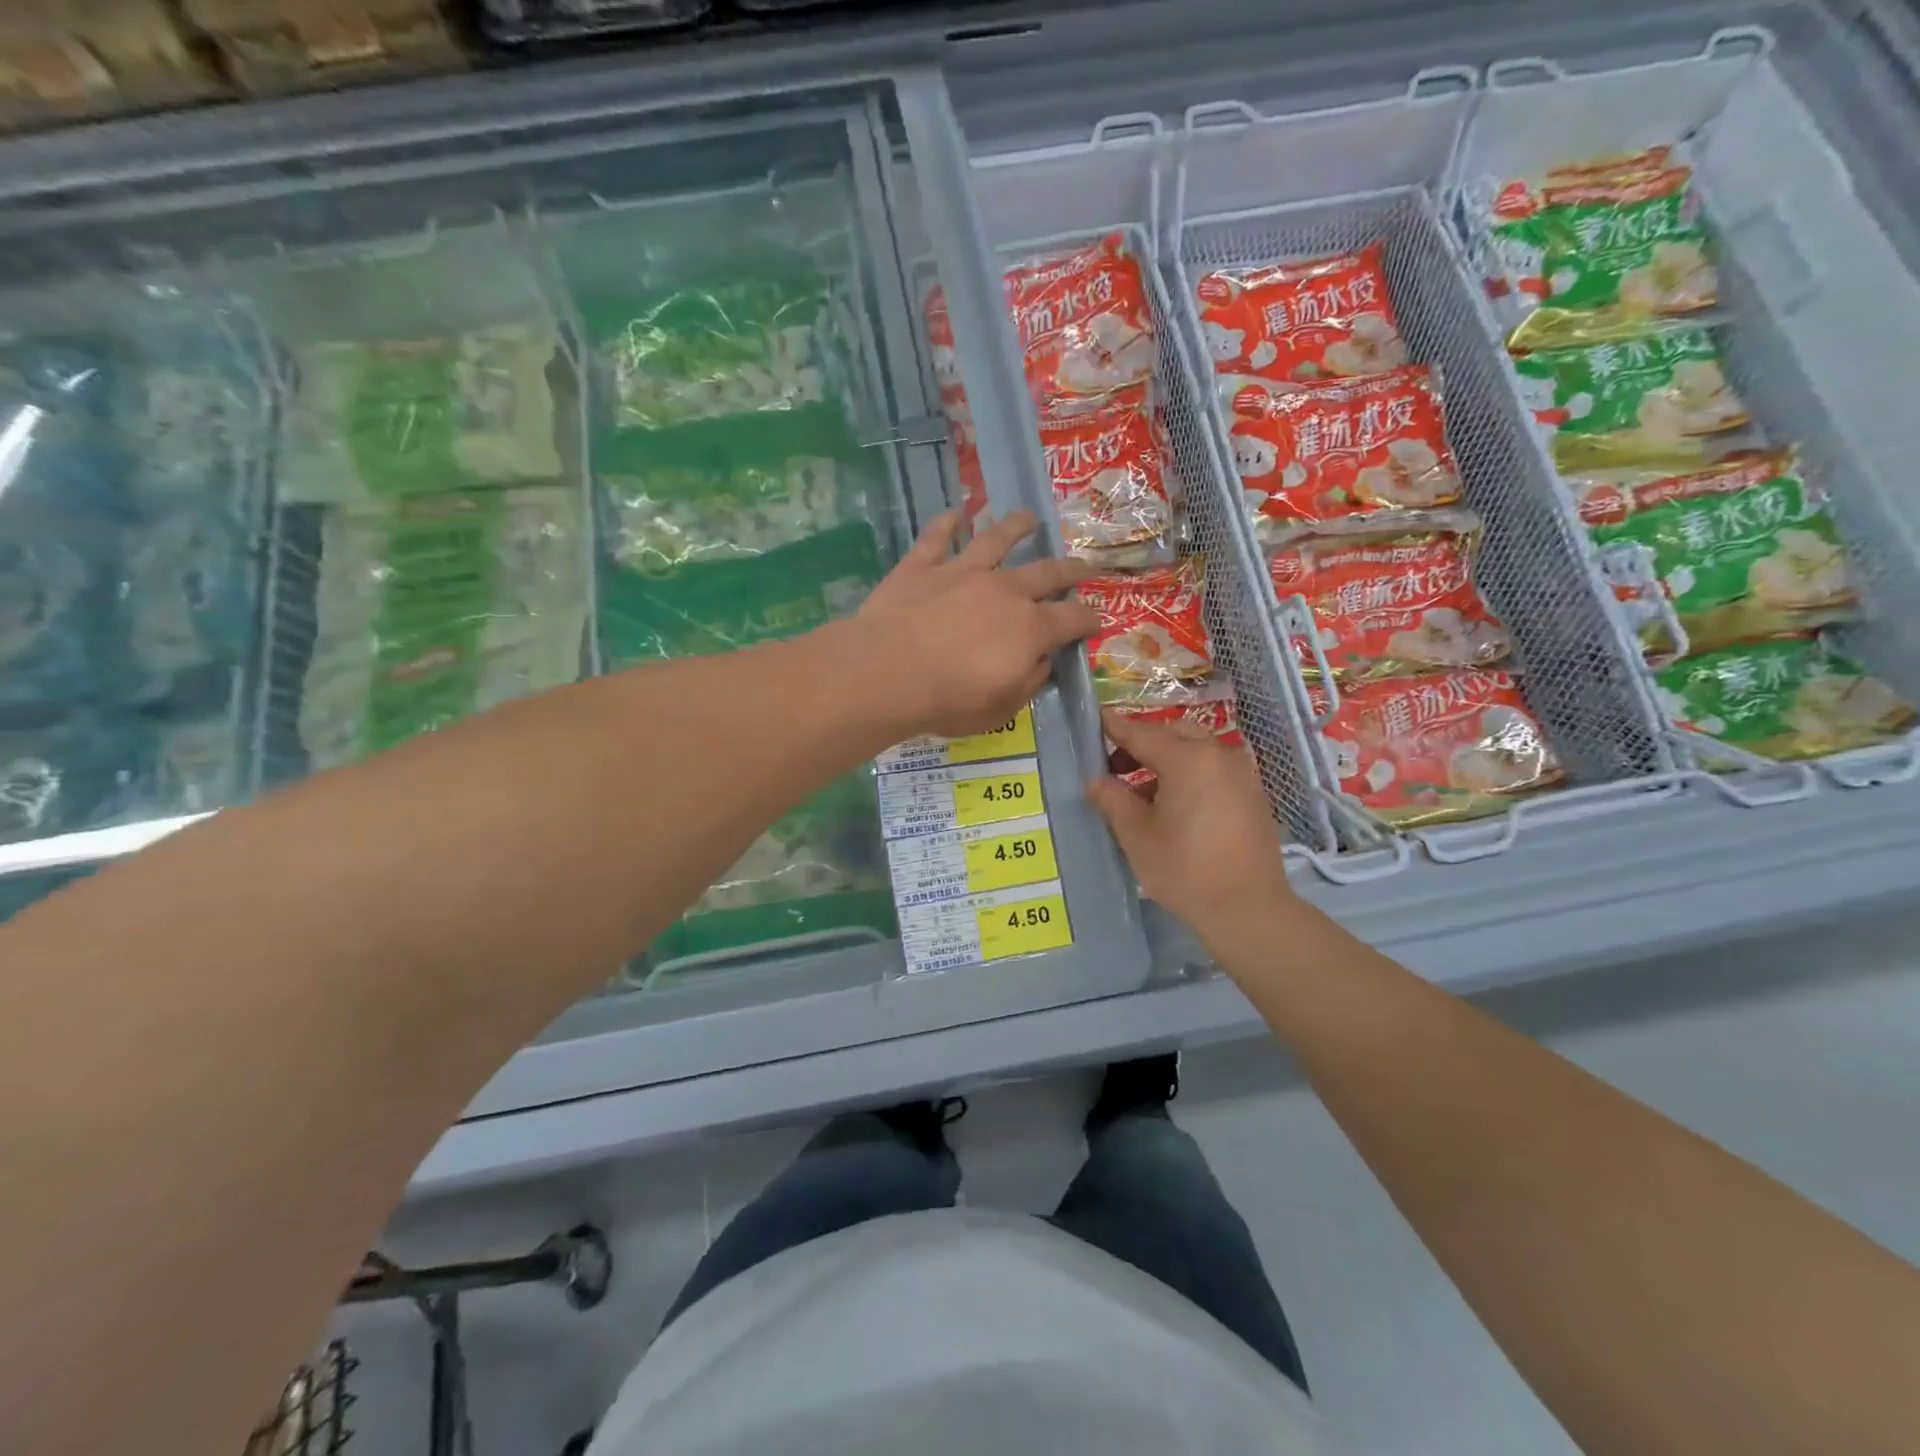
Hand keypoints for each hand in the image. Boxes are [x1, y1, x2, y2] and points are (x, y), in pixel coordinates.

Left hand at [849, 511, 1100, 738]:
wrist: (886, 674)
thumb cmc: (948, 701)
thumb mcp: (1002, 708)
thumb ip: (1028, 683)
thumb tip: (1042, 663)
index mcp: (1030, 628)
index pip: (1072, 619)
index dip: (1088, 619)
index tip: (1096, 620)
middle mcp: (1003, 590)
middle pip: (1046, 572)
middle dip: (1069, 570)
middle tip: (1083, 566)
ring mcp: (961, 572)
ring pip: (996, 540)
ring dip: (1015, 527)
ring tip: (1028, 518)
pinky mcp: (922, 567)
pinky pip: (936, 537)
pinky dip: (947, 522)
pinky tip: (955, 512)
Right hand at [1088, 710, 1299, 938]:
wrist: (1248, 908)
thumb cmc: (1185, 869)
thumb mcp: (1137, 835)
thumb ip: (1113, 800)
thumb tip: (1097, 782)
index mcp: (1187, 758)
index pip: (1142, 733)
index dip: (1115, 727)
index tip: (1096, 720)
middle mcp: (1218, 755)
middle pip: (1173, 734)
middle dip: (1143, 743)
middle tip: (1115, 766)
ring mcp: (1241, 774)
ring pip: (1196, 751)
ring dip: (1167, 760)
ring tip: (1140, 791)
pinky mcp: (1252, 794)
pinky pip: (1214, 769)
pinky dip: (1190, 774)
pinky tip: (1173, 804)